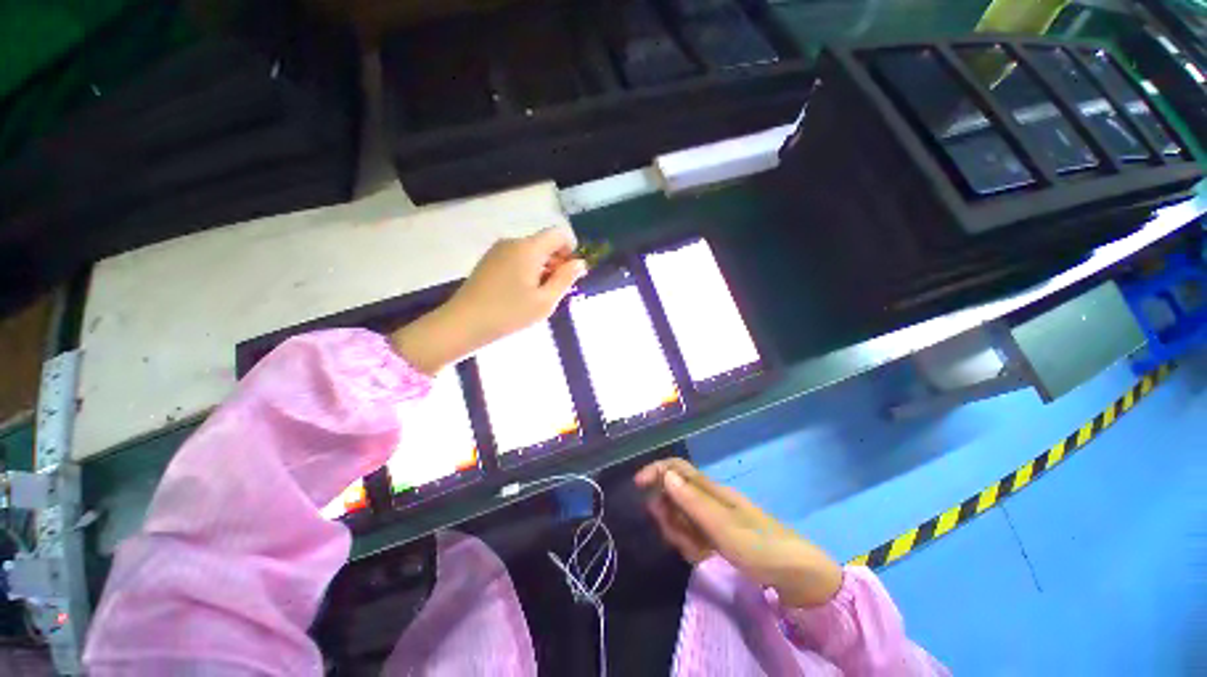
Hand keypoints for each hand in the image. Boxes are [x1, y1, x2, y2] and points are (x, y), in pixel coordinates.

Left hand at [390, 226, 586, 374]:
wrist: (463, 324)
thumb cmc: (509, 313)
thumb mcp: (545, 300)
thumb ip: (565, 278)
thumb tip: (580, 262)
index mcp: (528, 248)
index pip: (558, 235)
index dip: (570, 251)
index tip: (570, 275)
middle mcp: (512, 242)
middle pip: (543, 244)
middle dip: (556, 263)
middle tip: (556, 292)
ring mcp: (497, 251)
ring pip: (530, 253)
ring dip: (541, 269)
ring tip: (538, 297)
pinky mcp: (488, 262)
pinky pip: (516, 259)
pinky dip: (526, 271)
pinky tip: (521, 295)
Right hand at [635, 458, 843, 608]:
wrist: (796, 575)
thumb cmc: (759, 546)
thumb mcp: (722, 526)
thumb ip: (692, 501)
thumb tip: (665, 474)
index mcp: (711, 490)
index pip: (677, 468)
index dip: (656, 470)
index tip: (637, 485)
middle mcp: (710, 499)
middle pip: (675, 493)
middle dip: (667, 511)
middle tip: (675, 535)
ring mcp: (714, 518)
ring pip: (681, 516)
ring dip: (679, 531)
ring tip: (694, 549)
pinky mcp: (718, 536)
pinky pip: (693, 534)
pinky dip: (691, 544)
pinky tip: (701, 555)